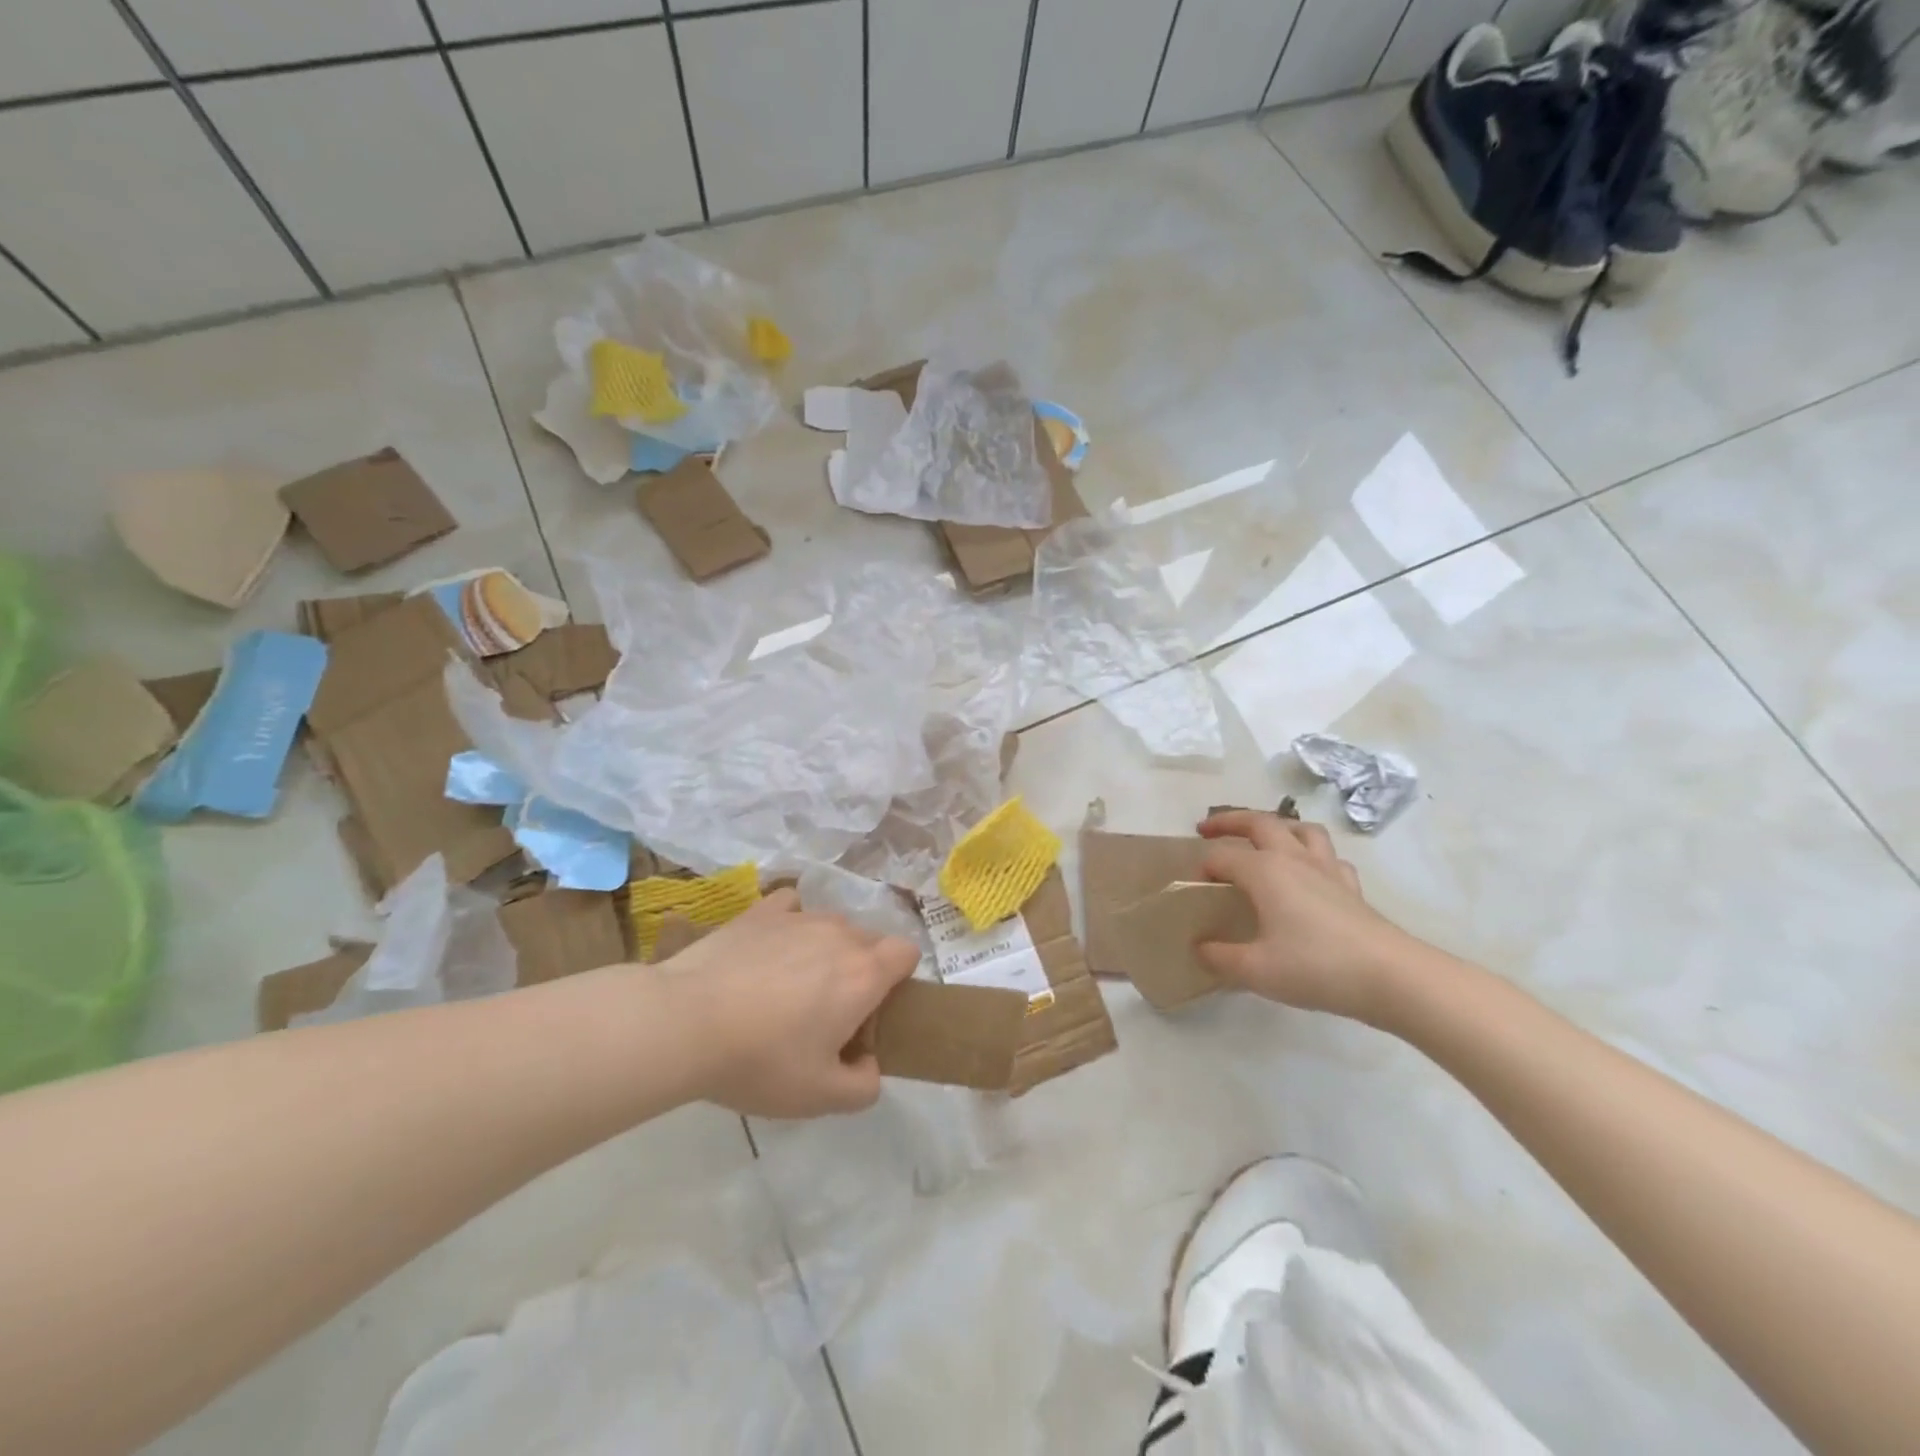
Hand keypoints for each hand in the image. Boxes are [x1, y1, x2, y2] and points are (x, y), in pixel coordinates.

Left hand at [655, 890, 917, 1117]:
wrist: (685, 1022)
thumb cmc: (761, 1060)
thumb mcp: (820, 1097)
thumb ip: (864, 1086)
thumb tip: (867, 1063)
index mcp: (864, 974)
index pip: (906, 953)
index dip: (898, 980)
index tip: (870, 1013)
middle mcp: (839, 934)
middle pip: (870, 940)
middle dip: (861, 969)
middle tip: (827, 1013)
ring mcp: (799, 916)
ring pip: (832, 925)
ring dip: (826, 949)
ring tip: (789, 985)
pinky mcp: (760, 911)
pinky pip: (792, 907)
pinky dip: (790, 924)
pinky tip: (770, 949)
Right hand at [1195, 810, 1415, 1023]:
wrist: (1391, 977)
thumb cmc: (1316, 967)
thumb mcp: (1256, 970)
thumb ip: (1221, 957)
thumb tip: (1200, 948)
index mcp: (1265, 871)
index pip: (1222, 856)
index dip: (1203, 866)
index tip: (1192, 885)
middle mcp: (1294, 859)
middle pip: (1259, 822)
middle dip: (1229, 821)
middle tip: (1208, 829)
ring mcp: (1327, 869)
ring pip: (1301, 829)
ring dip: (1278, 827)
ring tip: (1265, 839)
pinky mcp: (1351, 886)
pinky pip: (1329, 857)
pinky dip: (1314, 855)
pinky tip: (1310, 873)